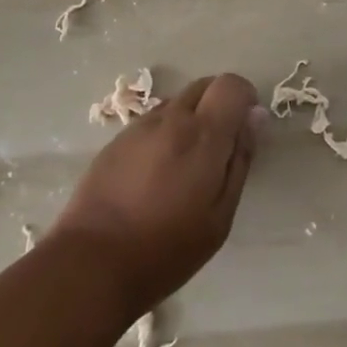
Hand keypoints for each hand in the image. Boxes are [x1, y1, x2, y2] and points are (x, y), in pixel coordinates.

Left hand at [48, 73, 262, 317]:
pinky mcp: (116, 140)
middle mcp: (172, 119)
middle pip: (204, 85)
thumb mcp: (219, 217)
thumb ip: (240, 160)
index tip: (245, 127)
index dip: (244, 97)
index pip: (231, 84)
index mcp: (203, 134)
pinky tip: (156, 174)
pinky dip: (165, 133)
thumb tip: (255, 117)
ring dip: (190, 119)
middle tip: (219, 149)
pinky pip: (152, 122)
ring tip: (184, 166)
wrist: (91, 263)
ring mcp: (140, 127)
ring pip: (177, 103)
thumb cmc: (166, 249)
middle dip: (219, 104)